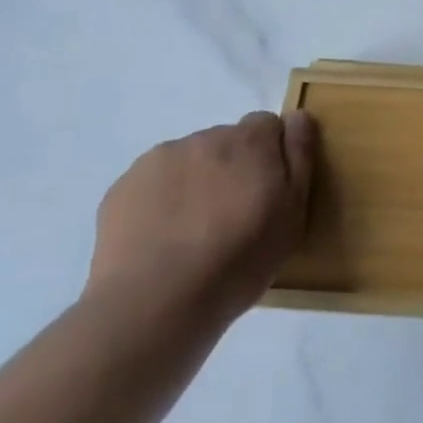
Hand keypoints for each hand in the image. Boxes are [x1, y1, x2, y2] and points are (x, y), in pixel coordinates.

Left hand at [85, 111, 314, 326]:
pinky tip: (161, 239)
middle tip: (231, 217)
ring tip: (193, 233)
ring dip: (197, 181)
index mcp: (250, 141)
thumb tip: (298, 116)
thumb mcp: (293, 214)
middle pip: (227, 141)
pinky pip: (153, 182)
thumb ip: (299, 157)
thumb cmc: (238, 261)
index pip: (268, 125)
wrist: (153, 305)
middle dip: (232, 168)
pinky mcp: (123, 186)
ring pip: (189, 160)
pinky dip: (161, 200)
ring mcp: (160, 159)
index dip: (271, 156)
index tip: (267, 193)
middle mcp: (206, 137)